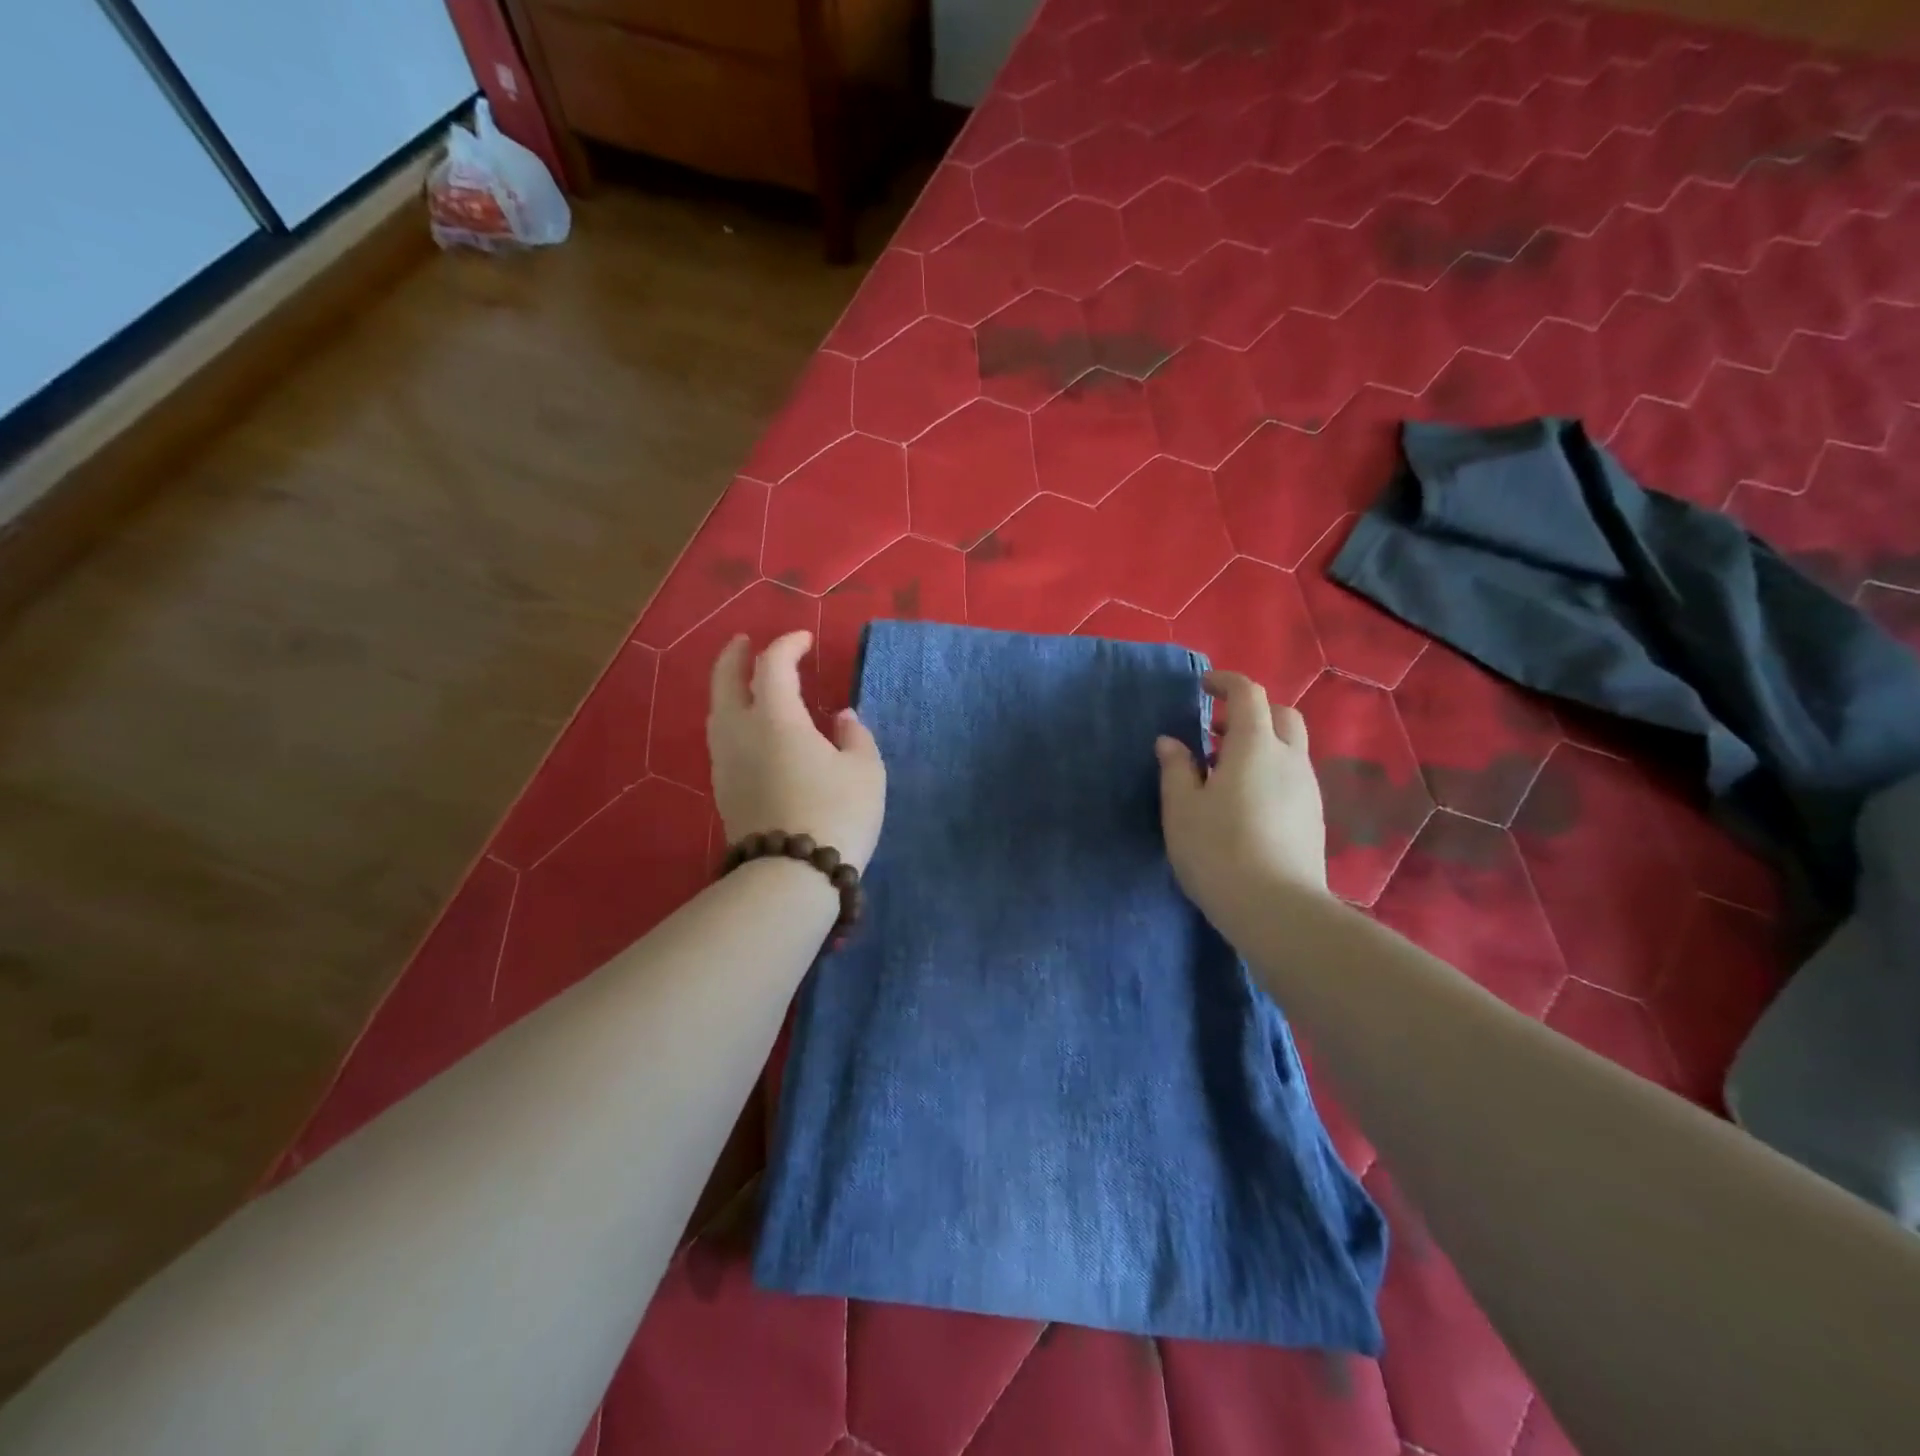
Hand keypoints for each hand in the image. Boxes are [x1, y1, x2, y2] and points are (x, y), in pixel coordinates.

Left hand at [708, 631, 886, 870]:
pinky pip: (722, 740)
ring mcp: (725, 763)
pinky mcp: (723, 791)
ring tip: (745, 685)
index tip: (804, 640)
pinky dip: (733, 720)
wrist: (792, 876)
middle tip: (743, 642)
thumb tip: (842, 718)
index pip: (773, 665)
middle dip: (734, 656)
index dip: (787, 645)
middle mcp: (741, 733)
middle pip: (726, 681)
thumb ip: (855, 736)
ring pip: (718, 712)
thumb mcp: (865, 771)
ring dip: (728, 689)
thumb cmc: (836, 814)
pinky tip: (751, 731)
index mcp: (776, 718)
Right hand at [1155, 671, 1327, 925]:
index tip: (1203, 687)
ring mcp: (1308, 789)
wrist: (1276, 909)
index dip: (1226, 683)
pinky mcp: (1314, 818)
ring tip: (1224, 772)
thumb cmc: (1217, 850)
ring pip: (1290, 748)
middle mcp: (1289, 758)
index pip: (1248, 694)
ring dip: (1260, 744)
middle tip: (1216, 732)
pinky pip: (1293, 777)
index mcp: (1254, 746)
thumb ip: (1176, 769)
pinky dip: (1270, 771)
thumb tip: (1171, 742)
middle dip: (1250, 712)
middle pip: (1281, 715)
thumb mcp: (1182, 808)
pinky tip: (1245, 803)